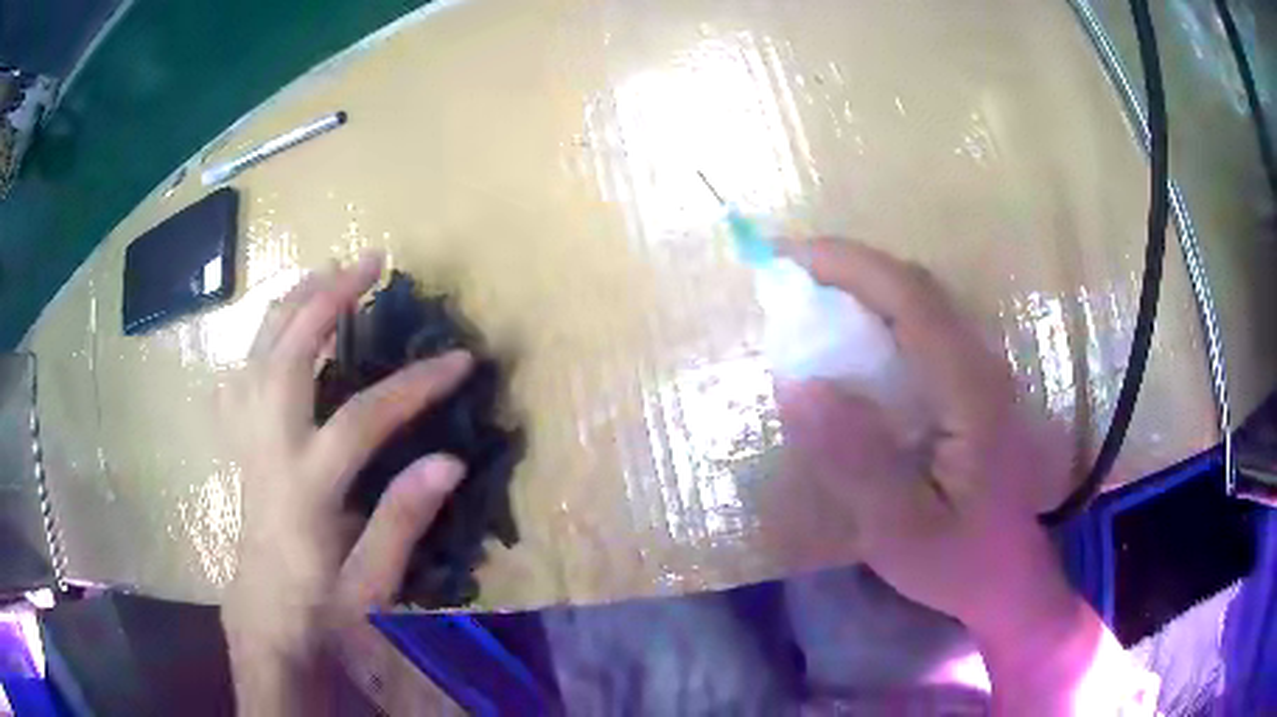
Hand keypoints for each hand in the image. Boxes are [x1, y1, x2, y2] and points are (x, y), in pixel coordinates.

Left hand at [220, 253, 472, 713]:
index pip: (362, 417)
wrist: (263, 617)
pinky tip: (283, 322)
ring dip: (293, 301)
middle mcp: (269, 447)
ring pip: (258, 349)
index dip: (415, 383)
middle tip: (371, 262)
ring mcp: (246, 437)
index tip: (460, 359)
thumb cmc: (319, 607)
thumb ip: (404, 521)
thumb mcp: (370, 584)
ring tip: (328, 269)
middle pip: (290, 352)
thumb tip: (450, 460)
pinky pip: (243, 367)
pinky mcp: (238, 438)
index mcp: (305, 488)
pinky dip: (263, 333)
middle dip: (330, 298)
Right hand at [770, 239, 1159, 713]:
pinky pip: (920, 331)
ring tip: (807, 304)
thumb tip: (798, 385)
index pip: (910, 298)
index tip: (786, 260)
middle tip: (787, 282)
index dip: (848, 266)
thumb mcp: (898, 528)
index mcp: (969, 390)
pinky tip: (848, 348)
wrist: (1008, 578)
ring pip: (920, 304)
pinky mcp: (971, 387)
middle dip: (849, 269)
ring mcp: (980, 374)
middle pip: (916, 287)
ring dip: (862, 289)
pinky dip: (877, 318)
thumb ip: (855, 459)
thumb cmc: (957, 561)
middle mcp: (980, 366)